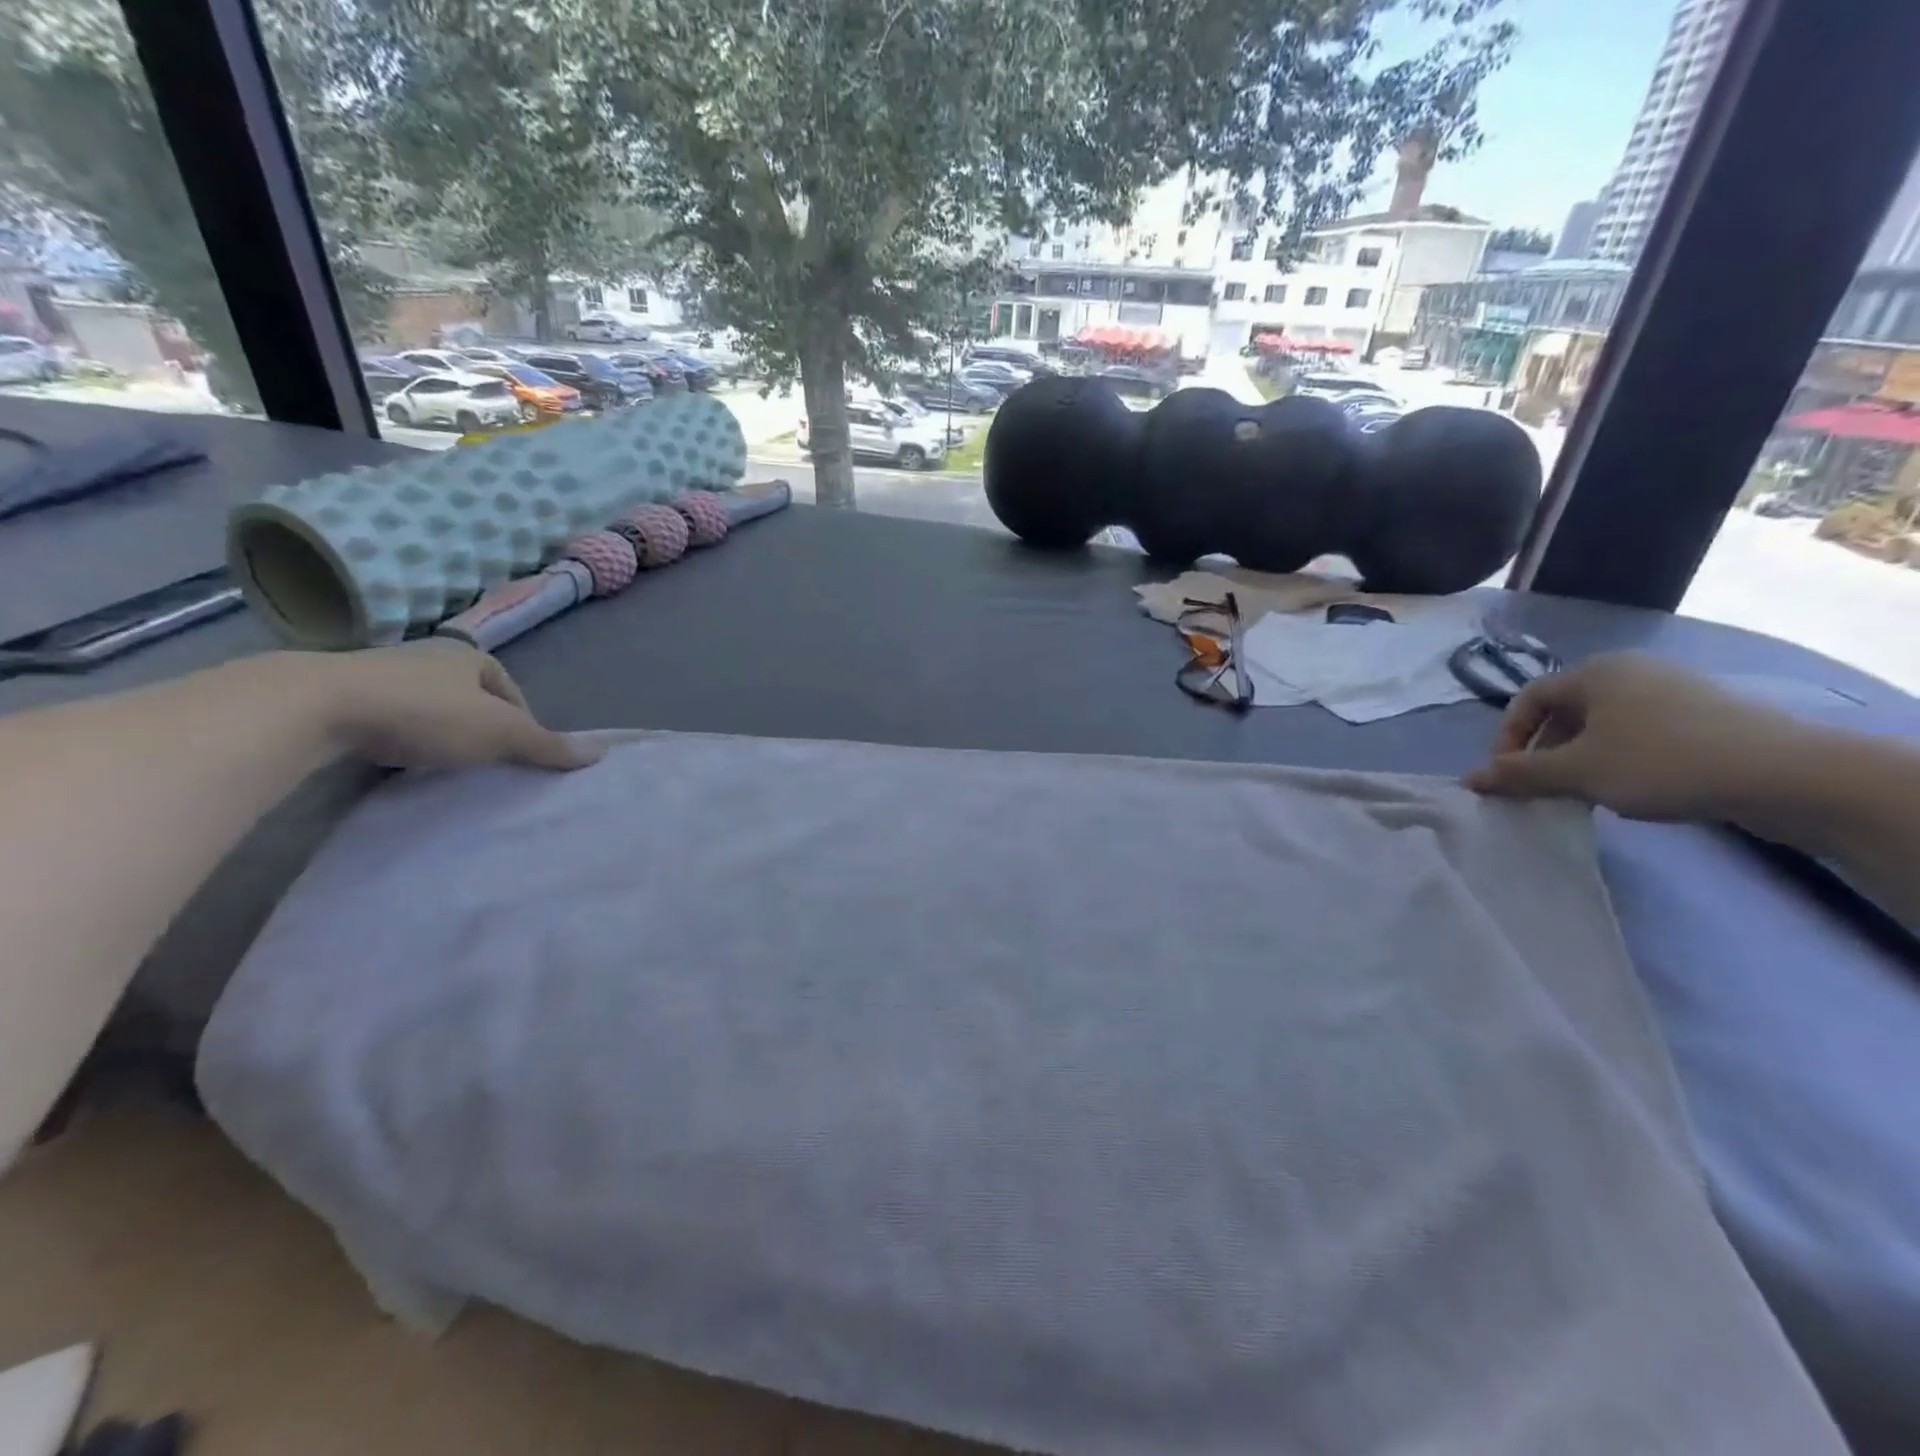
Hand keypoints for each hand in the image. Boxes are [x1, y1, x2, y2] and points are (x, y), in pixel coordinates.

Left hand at [306, 639, 595, 771]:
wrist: (316, 706)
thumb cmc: (425, 713)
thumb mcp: (500, 732)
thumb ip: (547, 745)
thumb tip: (599, 754)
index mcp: (470, 655)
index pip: (510, 690)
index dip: (522, 722)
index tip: (519, 755)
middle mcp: (428, 656)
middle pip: (470, 698)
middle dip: (481, 727)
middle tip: (485, 762)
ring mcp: (381, 672)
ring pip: (429, 707)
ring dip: (440, 732)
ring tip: (443, 765)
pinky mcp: (341, 694)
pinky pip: (389, 717)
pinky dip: (401, 737)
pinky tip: (397, 759)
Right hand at [1464, 653, 1807, 822]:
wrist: (1786, 774)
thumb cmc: (1661, 762)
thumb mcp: (1577, 772)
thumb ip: (1519, 774)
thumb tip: (1469, 779)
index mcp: (1595, 673)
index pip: (1528, 699)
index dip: (1508, 737)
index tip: (1507, 775)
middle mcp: (1631, 672)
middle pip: (1565, 711)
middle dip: (1544, 751)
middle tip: (1542, 788)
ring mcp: (1673, 691)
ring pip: (1603, 725)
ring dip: (1580, 758)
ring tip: (1585, 793)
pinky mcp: (1705, 716)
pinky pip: (1640, 733)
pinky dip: (1620, 758)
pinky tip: (1632, 788)